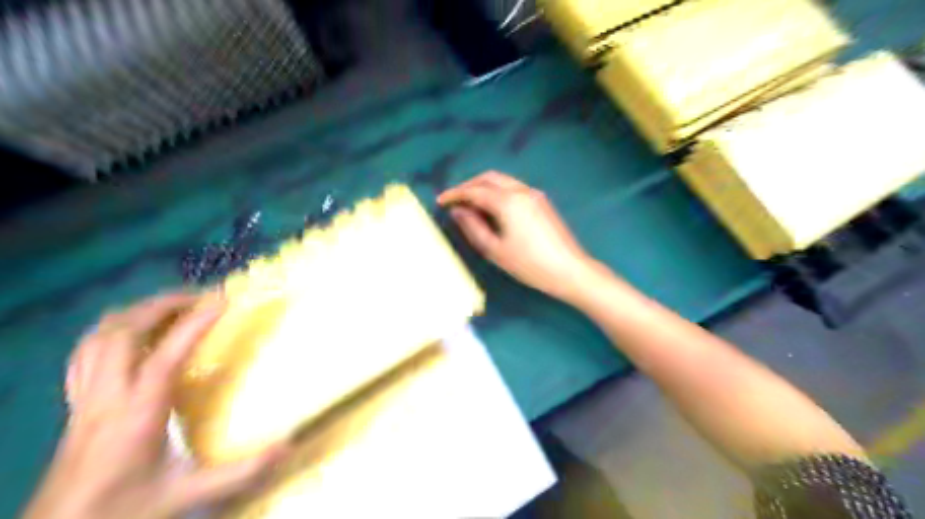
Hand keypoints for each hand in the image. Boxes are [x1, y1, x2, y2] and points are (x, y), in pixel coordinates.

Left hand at [24, 293, 288, 518]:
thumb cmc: (124, 510)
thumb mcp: (187, 494)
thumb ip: (240, 472)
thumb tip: (288, 447)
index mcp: (137, 415)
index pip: (165, 357)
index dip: (194, 324)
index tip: (222, 301)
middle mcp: (106, 398)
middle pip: (124, 333)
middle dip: (161, 305)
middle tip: (199, 297)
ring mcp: (85, 399)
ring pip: (98, 338)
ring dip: (136, 313)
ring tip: (169, 306)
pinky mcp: (76, 404)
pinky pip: (85, 353)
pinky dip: (111, 331)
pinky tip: (131, 333)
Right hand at [438, 170, 596, 299]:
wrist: (570, 270)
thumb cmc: (530, 264)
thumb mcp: (495, 250)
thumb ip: (473, 227)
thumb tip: (458, 211)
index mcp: (508, 201)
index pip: (475, 190)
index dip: (455, 194)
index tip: (440, 201)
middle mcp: (521, 190)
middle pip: (489, 177)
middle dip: (469, 185)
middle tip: (455, 200)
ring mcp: (534, 194)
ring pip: (503, 180)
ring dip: (483, 187)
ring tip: (470, 205)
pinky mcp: (541, 201)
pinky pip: (513, 188)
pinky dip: (497, 192)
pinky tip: (492, 208)